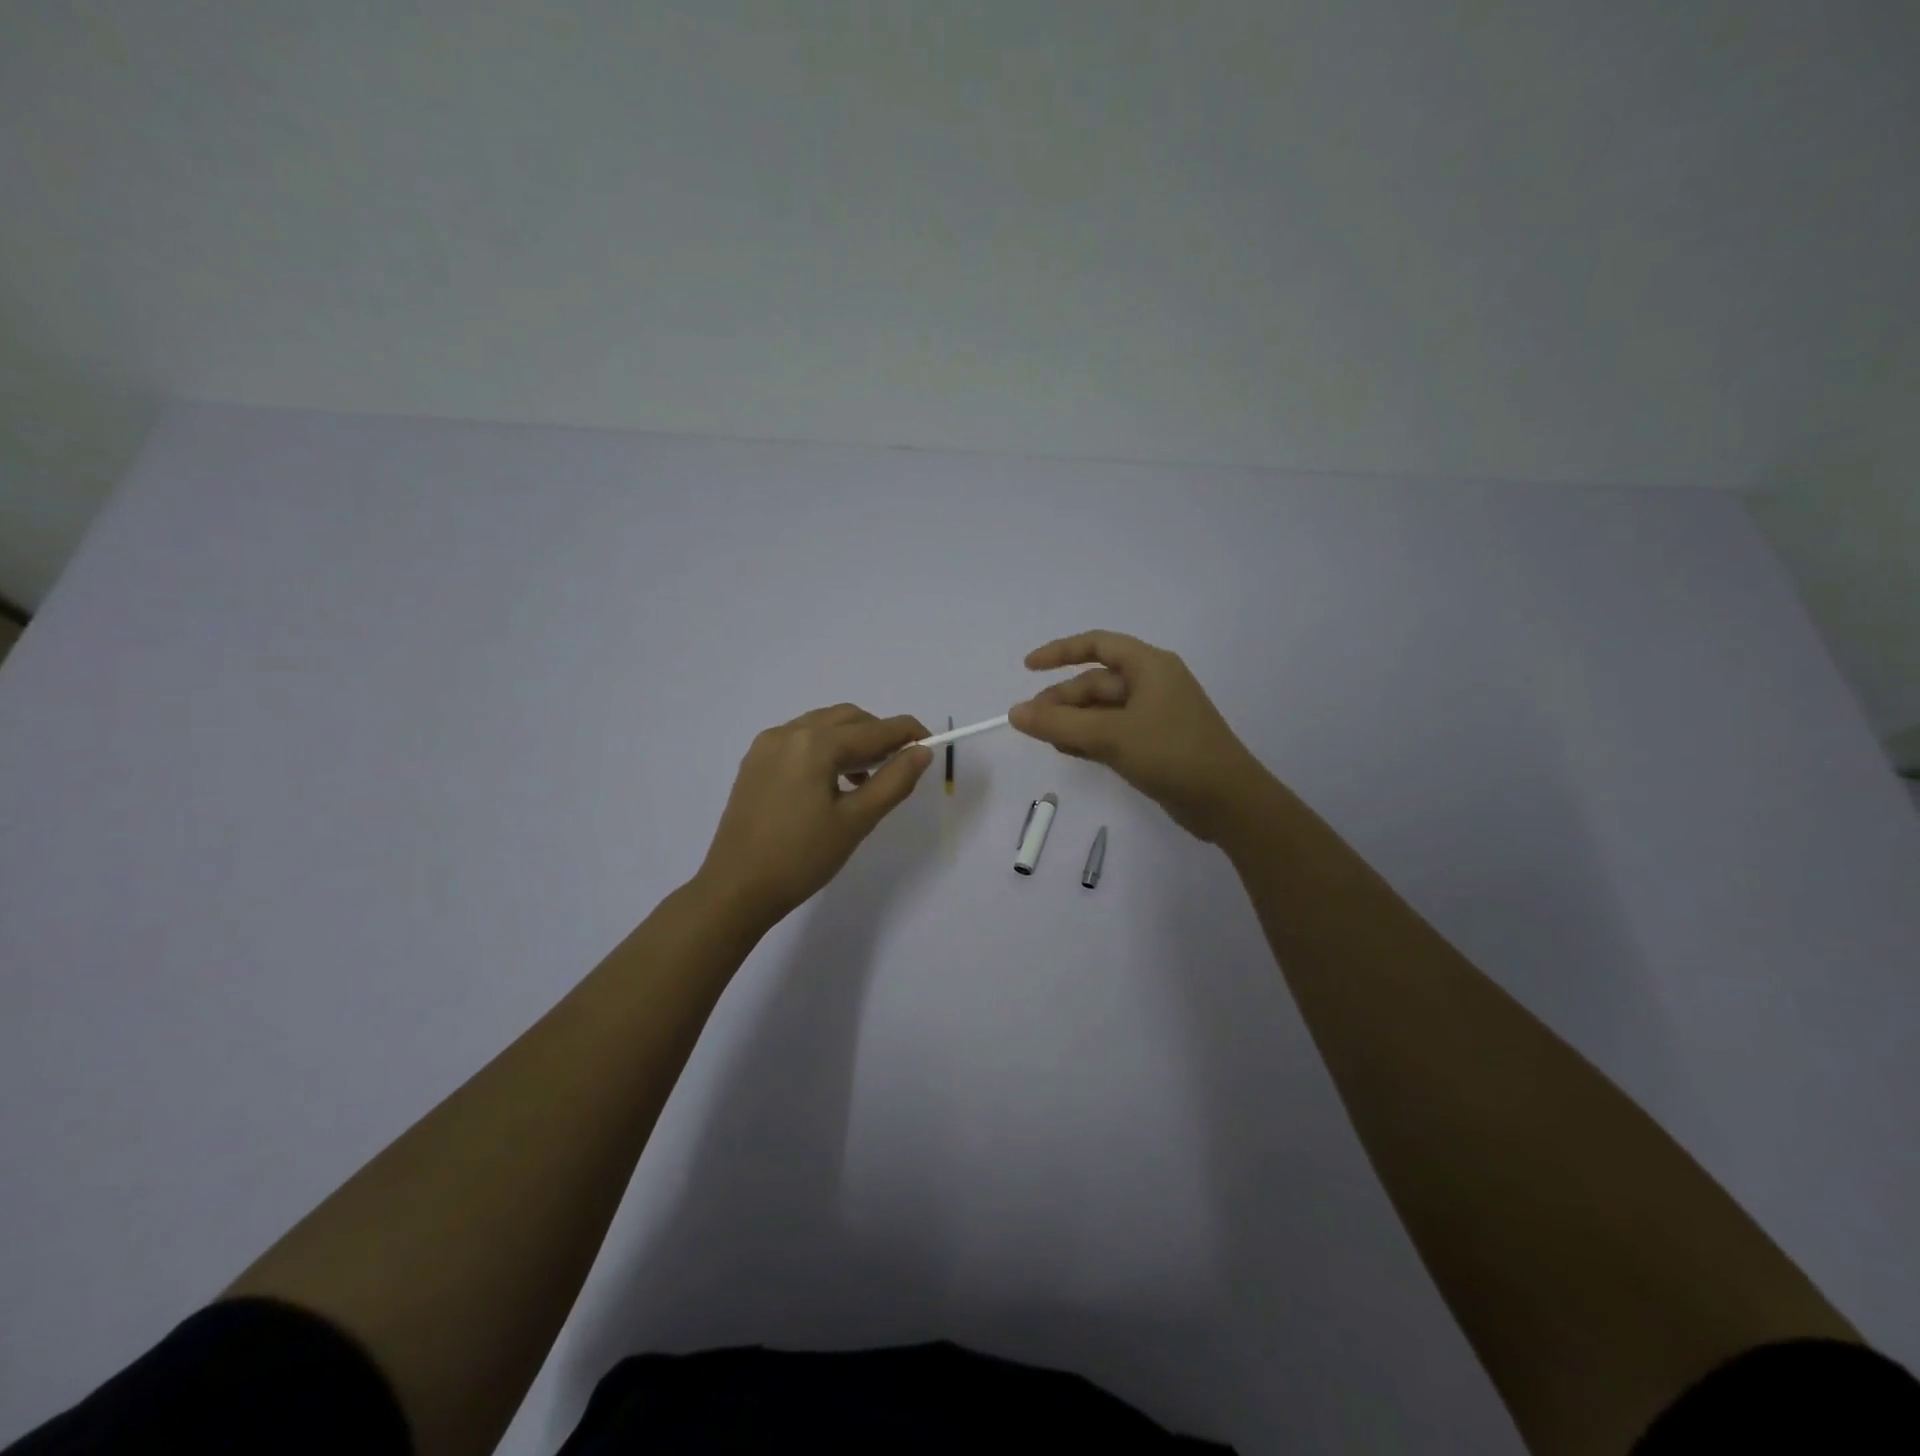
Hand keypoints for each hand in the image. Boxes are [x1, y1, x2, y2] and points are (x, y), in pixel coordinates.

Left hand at [697, 704, 932, 927]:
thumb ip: (894, 781)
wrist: (736, 889)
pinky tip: (833, 782)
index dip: (907, 732)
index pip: (873, 729)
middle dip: (878, 734)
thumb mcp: (856, 821)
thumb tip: (921, 751)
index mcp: (814, 744)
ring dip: (852, 740)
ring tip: (867, 778)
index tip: (931, 742)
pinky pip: (800, 740)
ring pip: (822, 726)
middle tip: (899, 765)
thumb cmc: (801, 858)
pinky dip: (825, 748)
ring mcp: (766, 746)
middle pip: (847, 718)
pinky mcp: (755, 763)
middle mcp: (788, 733)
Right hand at [1008, 631, 1266, 842]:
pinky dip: (1090, 738)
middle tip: (1031, 723)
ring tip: (1047, 741)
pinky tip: (1069, 751)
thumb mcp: (1110, 736)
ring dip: (1073, 721)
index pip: (1097, 645)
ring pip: (1103, 710)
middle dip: (1062, 700)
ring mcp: (1155, 715)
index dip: (1060, 652)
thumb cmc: (1172, 754)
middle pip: (1096, 682)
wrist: (1229, 802)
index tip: (1028, 667)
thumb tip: (1015, 713)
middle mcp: (1152, 684)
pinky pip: (1113, 731)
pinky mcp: (1156, 743)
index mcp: (1149, 666)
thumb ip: (1059, 725)